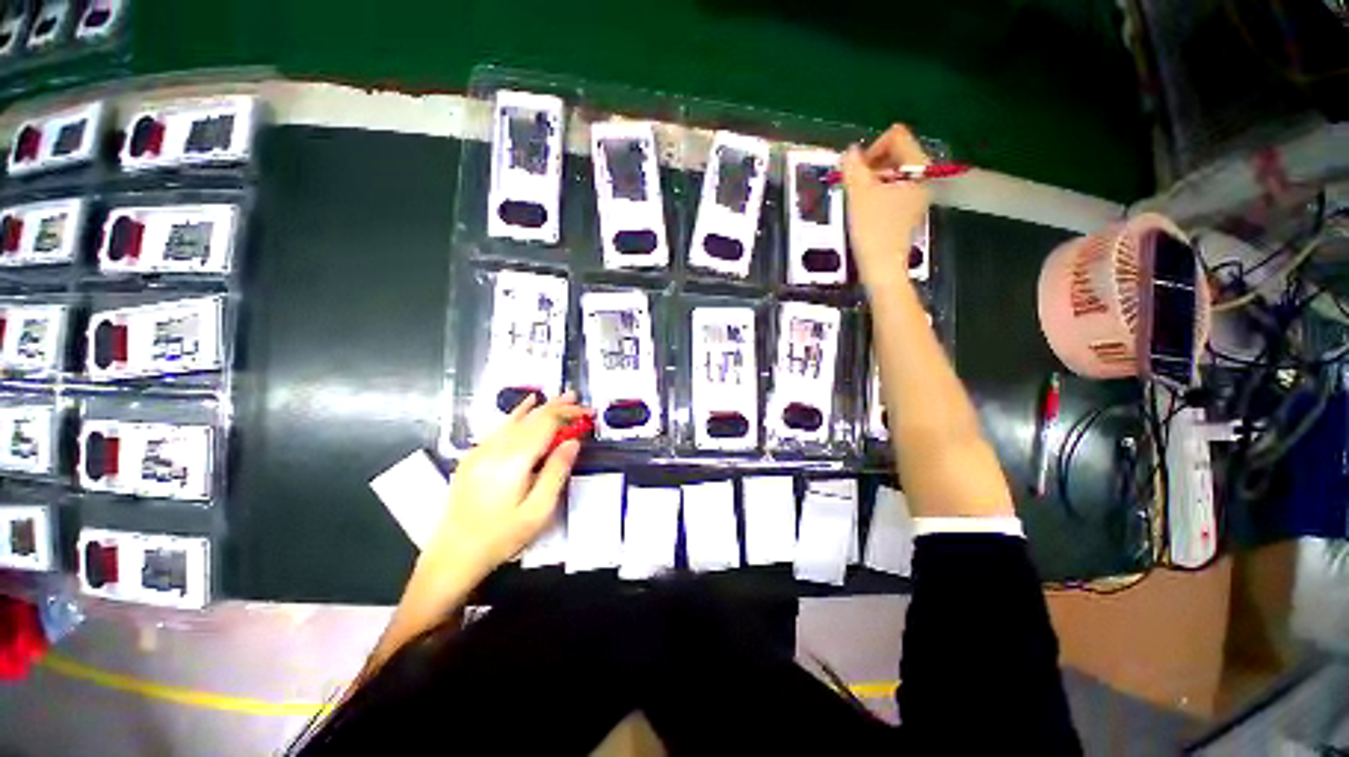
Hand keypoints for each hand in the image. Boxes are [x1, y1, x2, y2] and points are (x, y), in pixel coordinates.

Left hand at [425, 392, 588, 580]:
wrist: (452, 556)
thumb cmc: (501, 537)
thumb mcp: (538, 511)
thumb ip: (557, 472)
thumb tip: (573, 442)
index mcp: (514, 460)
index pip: (546, 423)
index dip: (568, 413)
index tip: (588, 413)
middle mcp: (496, 448)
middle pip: (532, 417)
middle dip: (557, 406)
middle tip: (579, 400)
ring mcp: (481, 450)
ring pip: (516, 418)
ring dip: (540, 407)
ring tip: (561, 397)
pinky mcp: (474, 457)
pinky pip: (500, 426)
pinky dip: (518, 413)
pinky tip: (526, 405)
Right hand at [842, 124, 931, 287]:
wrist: (882, 266)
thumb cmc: (872, 229)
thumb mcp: (858, 193)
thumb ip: (853, 167)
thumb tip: (850, 151)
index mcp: (917, 166)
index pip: (896, 137)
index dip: (872, 149)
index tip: (856, 171)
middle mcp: (923, 176)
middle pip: (896, 154)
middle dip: (871, 165)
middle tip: (854, 186)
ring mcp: (918, 195)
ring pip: (893, 173)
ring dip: (872, 181)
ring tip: (857, 200)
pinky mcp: (909, 210)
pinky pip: (893, 190)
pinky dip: (877, 194)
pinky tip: (865, 212)